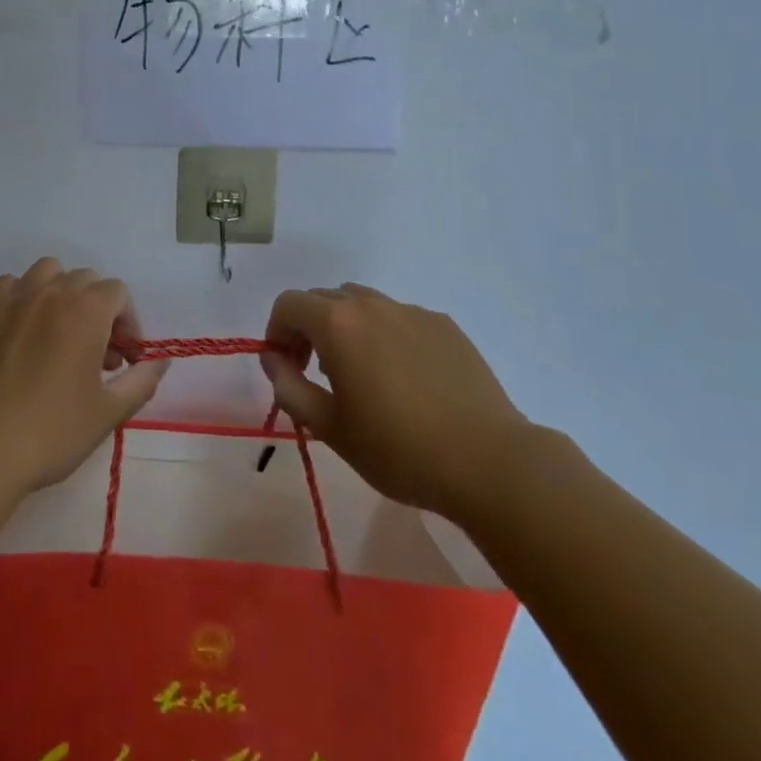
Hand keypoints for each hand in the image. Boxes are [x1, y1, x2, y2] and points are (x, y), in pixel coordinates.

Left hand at [0, 257, 167, 495]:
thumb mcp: (107, 413)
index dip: (129, 323)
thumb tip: (160, 361)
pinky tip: (22, 333)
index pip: (118, 293)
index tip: (124, 361)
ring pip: (47, 272)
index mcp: (86, 311)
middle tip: (95, 356)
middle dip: (99, 311)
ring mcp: (12, 298)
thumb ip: (141, 381)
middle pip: (86, 280)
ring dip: (61, 293)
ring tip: (59, 334)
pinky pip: (10, 286)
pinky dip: (23, 298)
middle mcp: (51, 292)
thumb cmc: (49, 432)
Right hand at [260, 284, 531, 524]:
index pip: (289, 304)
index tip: (286, 367)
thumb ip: (289, 386)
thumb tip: (272, 358)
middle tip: (317, 373)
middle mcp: (372, 305)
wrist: (488, 462)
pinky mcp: (445, 325)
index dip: (277, 331)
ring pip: (364, 305)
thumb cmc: (398, 449)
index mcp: (338, 323)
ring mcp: (412, 311)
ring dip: (348, 328)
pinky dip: (387, 336)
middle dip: (310, 328)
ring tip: (362, 375)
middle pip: (325, 299)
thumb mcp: (329, 428)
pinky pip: (400, 319)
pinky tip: (406, 380)